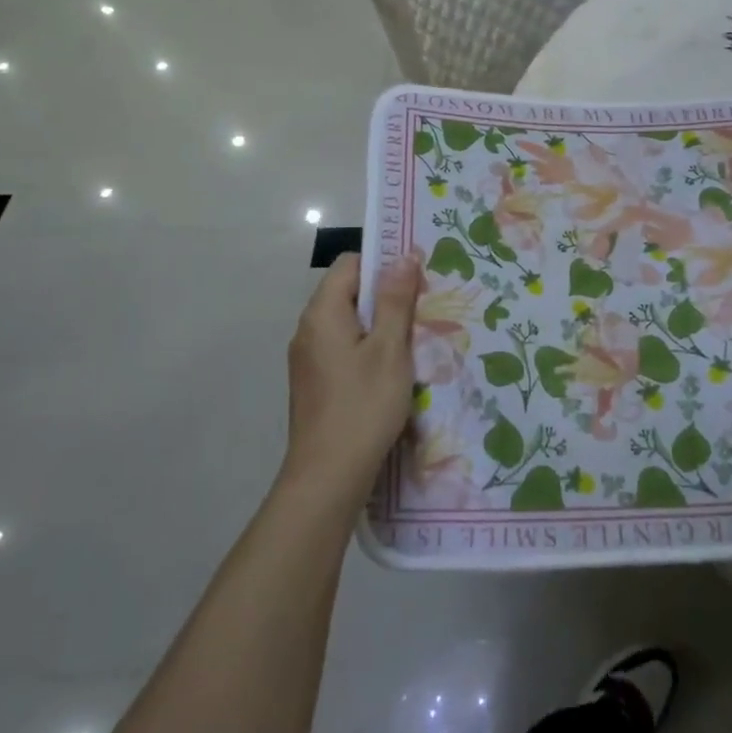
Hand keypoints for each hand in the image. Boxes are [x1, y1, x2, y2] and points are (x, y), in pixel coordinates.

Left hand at [282, 251, 421, 507]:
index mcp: (322, 313)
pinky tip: (391, 371)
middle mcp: (308, 329)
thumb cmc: (363, 406)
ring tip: (413, 341)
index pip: (351, 264)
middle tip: (423, 311)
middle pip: (349, 293)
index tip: (416, 280)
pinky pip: (343, 349)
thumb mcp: (389, 349)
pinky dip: (367, 350)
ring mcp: (308, 358)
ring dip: (379, 326)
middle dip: (386, 297)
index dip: (384, 264)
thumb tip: (403, 255)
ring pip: (348, 324)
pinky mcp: (313, 383)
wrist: (328, 477)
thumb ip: (395, 300)